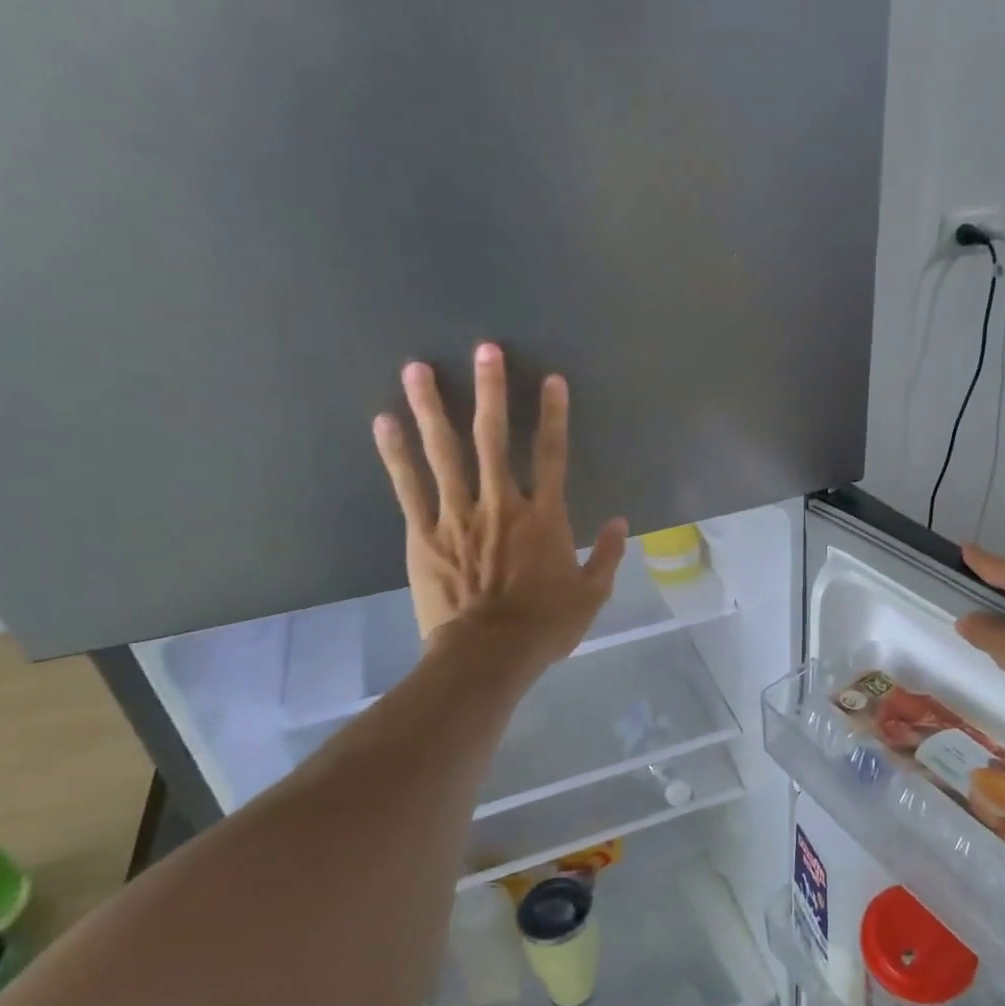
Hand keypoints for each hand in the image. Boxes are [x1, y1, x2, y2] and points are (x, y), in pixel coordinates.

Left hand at [372, 344, 626, 665]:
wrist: (486, 656)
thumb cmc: (543, 627)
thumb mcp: (590, 595)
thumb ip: (606, 555)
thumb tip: (619, 521)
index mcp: (543, 518)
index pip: (552, 455)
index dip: (554, 416)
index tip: (551, 380)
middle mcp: (500, 504)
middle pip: (494, 438)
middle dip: (491, 391)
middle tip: (484, 349)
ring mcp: (457, 515)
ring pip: (444, 452)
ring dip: (432, 408)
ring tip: (417, 368)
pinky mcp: (423, 533)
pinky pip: (409, 486)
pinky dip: (396, 453)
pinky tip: (384, 421)